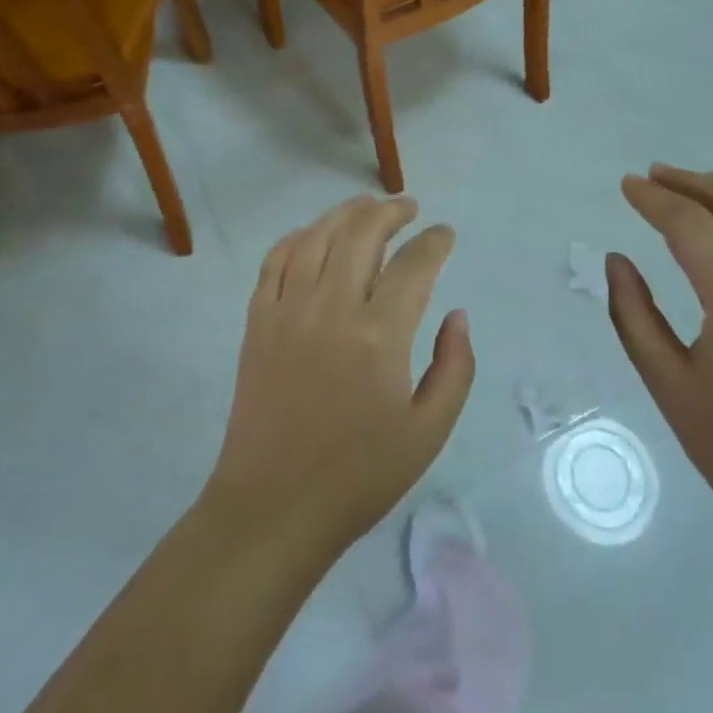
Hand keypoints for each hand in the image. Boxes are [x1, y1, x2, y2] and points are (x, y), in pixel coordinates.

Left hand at [205, 195, 473, 560]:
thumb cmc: (359, 475)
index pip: (414, 264)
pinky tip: (313, 235)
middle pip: (362, 233)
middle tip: (409, 208)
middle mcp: (332, 308)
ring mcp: (288, 310)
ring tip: (367, 206)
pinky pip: (276, 260)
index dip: (434, 242)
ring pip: (317, 236)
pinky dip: (298, 237)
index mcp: (379, 335)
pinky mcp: (257, 321)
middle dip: (391, 212)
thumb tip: (455, 314)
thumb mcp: (429, 431)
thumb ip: (454, 367)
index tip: (445, 234)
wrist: (273, 506)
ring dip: (345, 213)